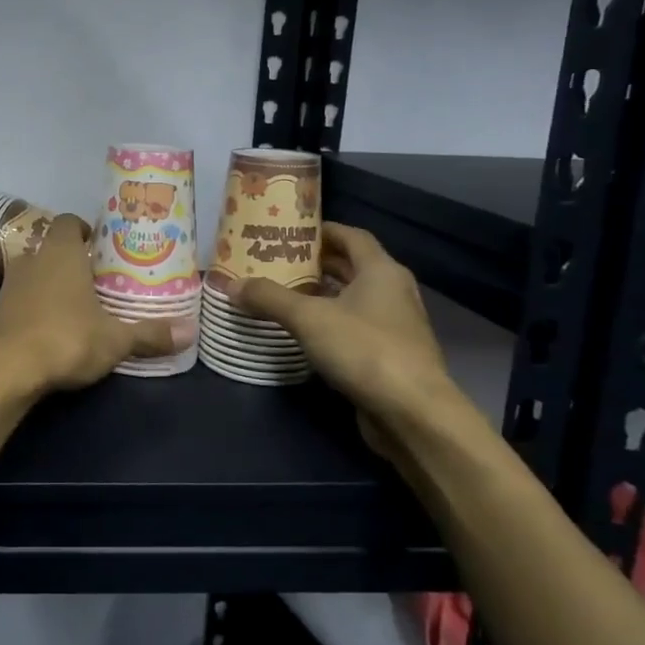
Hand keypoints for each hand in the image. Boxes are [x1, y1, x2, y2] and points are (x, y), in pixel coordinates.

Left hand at [0, 215, 181, 393]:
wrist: (3, 369)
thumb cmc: (65, 339)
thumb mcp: (114, 340)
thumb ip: (149, 334)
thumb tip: (190, 332)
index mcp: (61, 252)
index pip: (69, 222)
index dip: (86, 231)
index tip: (104, 249)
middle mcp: (32, 259)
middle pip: (54, 247)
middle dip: (75, 261)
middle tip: (101, 281)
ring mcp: (9, 284)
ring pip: (36, 272)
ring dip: (54, 284)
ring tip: (80, 306)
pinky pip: (22, 297)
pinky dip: (37, 306)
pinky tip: (54, 328)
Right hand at [233, 223, 454, 453]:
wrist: (412, 413)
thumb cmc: (364, 350)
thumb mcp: (308, 318)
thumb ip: (269, 298)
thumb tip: (232, 285)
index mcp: (381, 271)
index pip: (352, 236)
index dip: (322, 230)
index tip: (289, 232)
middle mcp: (393, 292)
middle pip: (352, 266)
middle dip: (316, 263)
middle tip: (277, 262)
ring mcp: (395, 325)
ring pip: (353, 298)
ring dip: (322, 294)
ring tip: (283, 292)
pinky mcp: (390, 355)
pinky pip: (355, 326)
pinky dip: (331, 322)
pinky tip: (304, 331)